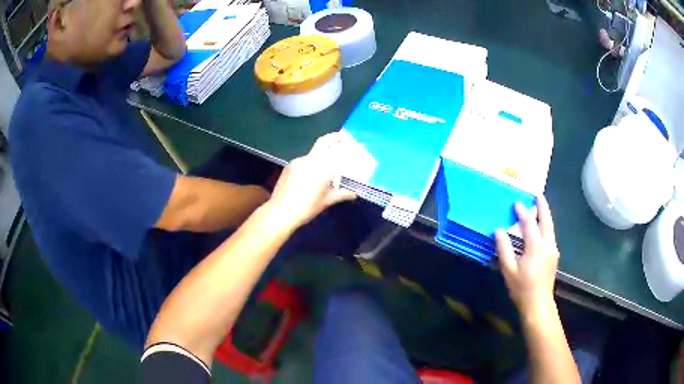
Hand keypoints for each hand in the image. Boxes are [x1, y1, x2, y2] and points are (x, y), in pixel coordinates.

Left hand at [267, 132, 356, 229]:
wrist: (280, 212)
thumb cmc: (306, 207)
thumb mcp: (326, 201)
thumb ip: (341, 194)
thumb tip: (353, 194)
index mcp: (321, 167)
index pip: (334, 149)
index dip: (342, 143)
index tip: (349, 141)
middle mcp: (309, 160)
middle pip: (322, 143)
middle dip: (333, 138)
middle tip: (342, 137)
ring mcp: (297, 162)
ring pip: (312, 154)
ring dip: (321, 155)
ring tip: (326, 166)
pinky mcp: (289, 166)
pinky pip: (303, 161)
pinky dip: (310, 163)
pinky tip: (311, 175)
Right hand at [495, 196, 559, 316]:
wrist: (538, 303)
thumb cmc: (521, 288)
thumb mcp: (508, 269)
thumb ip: (504, 248)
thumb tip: (499, 230)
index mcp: (536, 247)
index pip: (529, 224)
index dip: (522, 213)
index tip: (516, 203)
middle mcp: (548, 244)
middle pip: (546, 220)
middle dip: (542, 206)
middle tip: (537, 195)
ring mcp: (553, 250)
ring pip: (550, 227)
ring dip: (545, 216)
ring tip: (540, 207)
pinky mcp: (554, 256)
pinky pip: (550, 235)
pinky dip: (546, 226)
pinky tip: (541, 229)